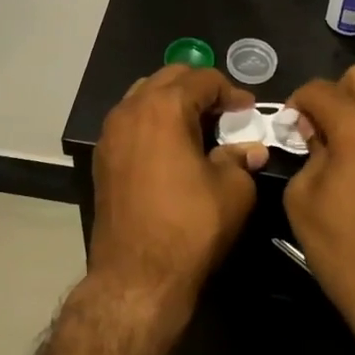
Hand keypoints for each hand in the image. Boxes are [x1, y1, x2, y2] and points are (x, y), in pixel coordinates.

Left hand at [90, 66, 267, 316]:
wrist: (136, 276)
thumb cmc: (190, 227)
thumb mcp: (232, 191)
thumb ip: (241, 158)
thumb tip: (251, 149)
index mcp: (164, 107)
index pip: (203, 79)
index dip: (231, 92)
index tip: (249, 112)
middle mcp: (131, 108)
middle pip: (170, 78)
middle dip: (201, 89)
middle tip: (225, 115)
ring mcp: (111, 132)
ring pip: (145, 95)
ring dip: (174, 102)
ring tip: (199, 127)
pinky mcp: (103, 156)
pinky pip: (131, 120)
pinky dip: (154, 121)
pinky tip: (173, 148)